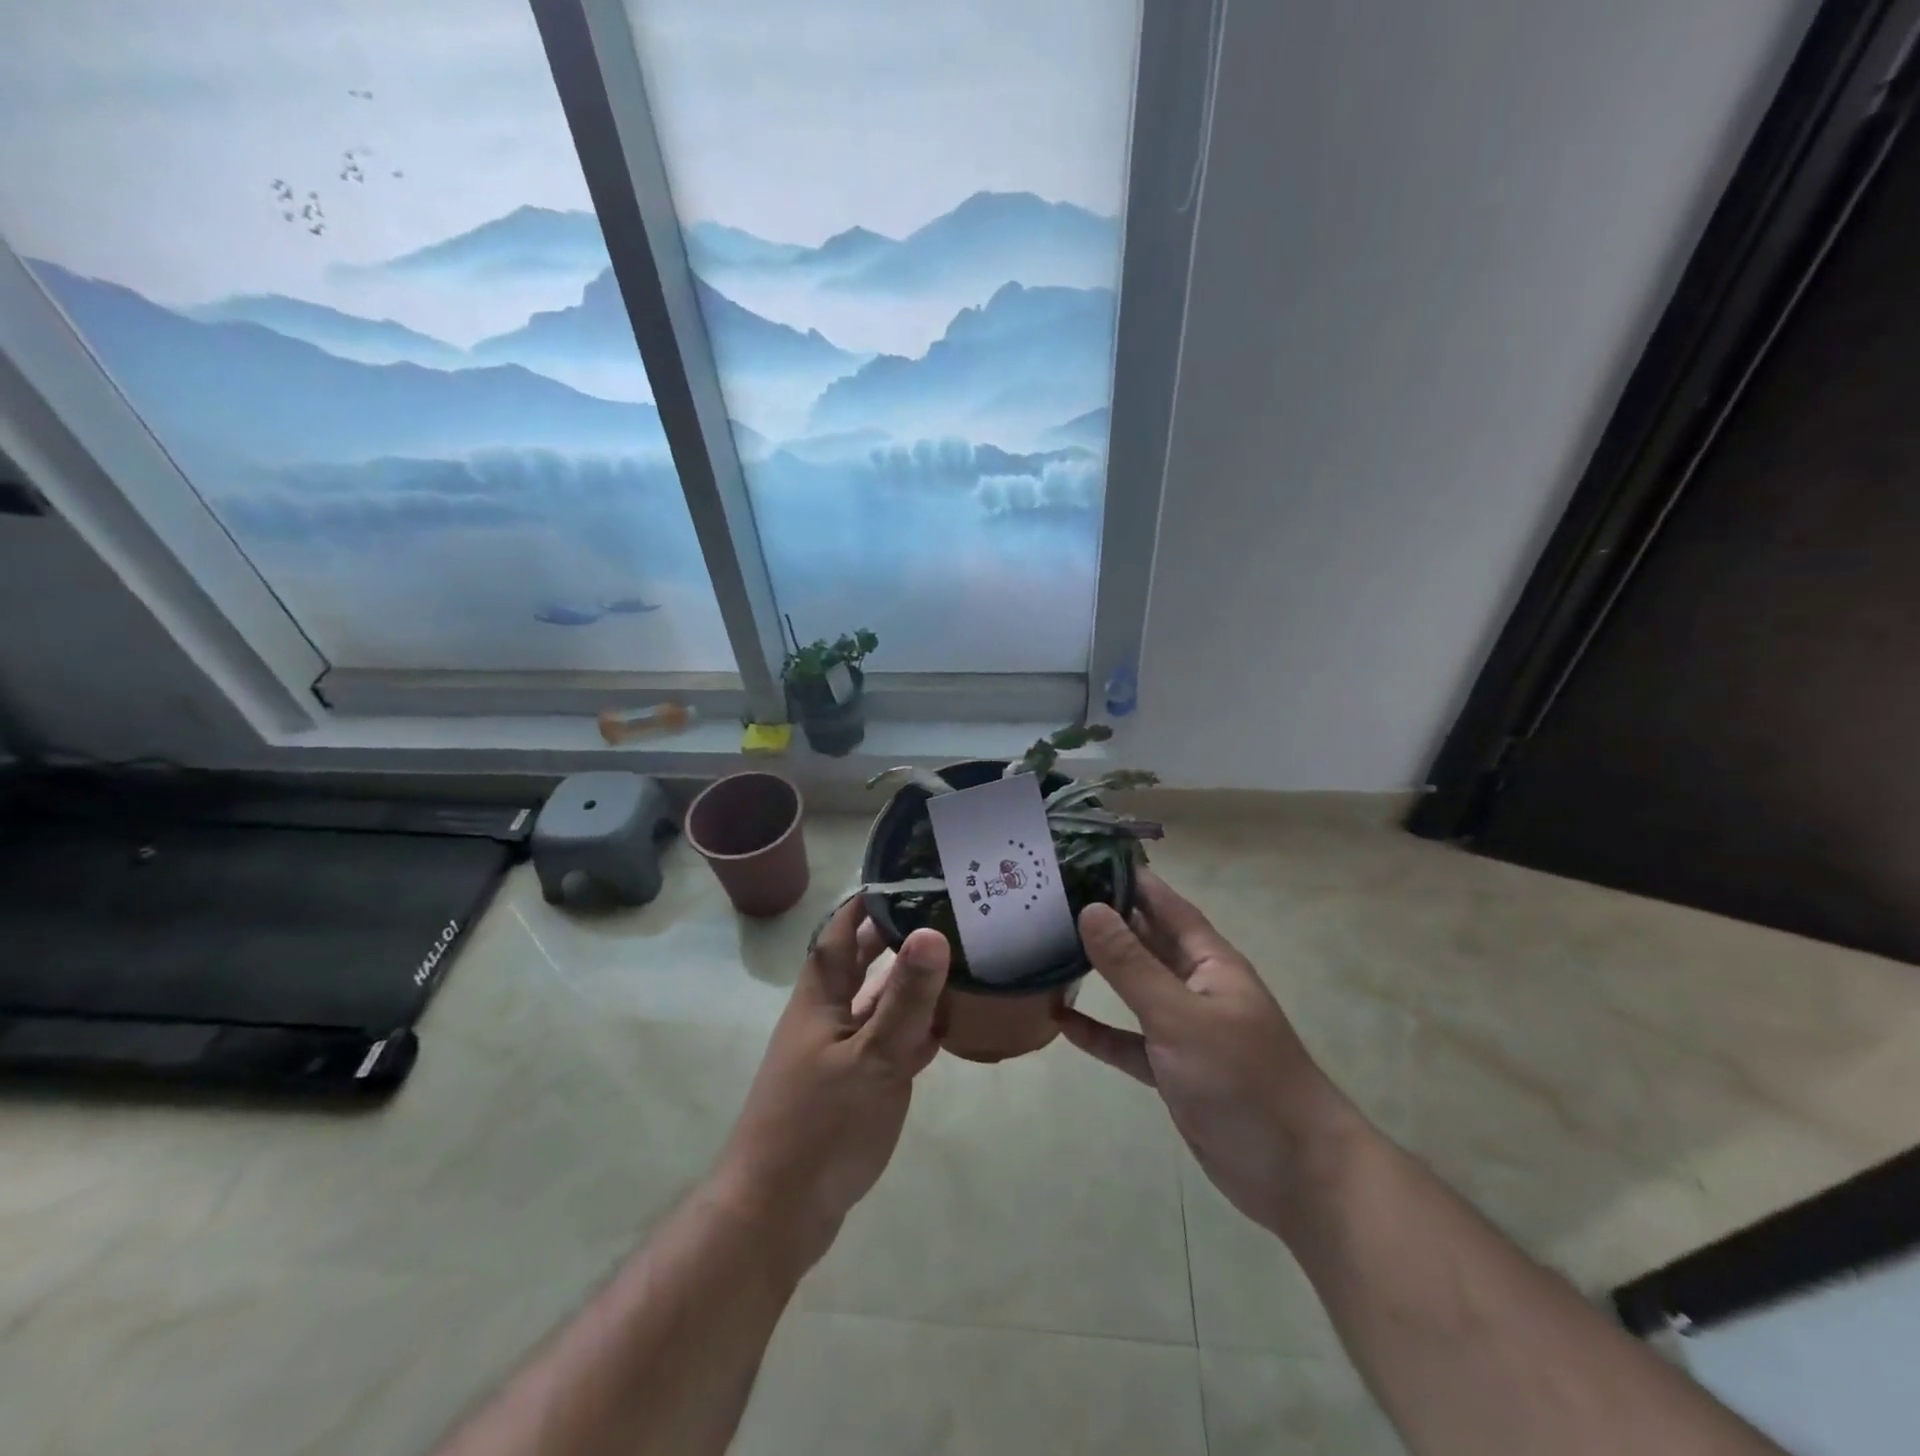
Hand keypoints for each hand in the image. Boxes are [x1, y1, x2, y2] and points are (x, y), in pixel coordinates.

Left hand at [714, 899, 949, 1270]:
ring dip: (906, 984)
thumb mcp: (873, 1058)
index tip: (903, 876)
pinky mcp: (849, 1088)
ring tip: (953, 961)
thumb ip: (906, 998)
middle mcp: (824, 1018)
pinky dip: (912, 1030)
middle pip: (859, 965)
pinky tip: (943, 1028)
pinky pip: (885, 1043)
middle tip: (940, 913)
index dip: (865, 902)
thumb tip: (933, 930)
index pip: (840, 932)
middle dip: (892, 937)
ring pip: (875, 1005)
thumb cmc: (821, 1126)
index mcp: (820, 999)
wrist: (776, 1215)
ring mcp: (836, 1055)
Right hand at [1059, 870, 1360, 1236]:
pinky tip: (1061, 1023)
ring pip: (1134, 990)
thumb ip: (1132, 966)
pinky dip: (1100, 1032)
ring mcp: (1185, 1030)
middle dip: (1106, 920)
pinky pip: (1128, 1041)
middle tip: (1051, 898)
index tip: (1087, 856)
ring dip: (1098, 972)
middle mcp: (1196, 986)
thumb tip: (1089, 909)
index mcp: (1209, 962)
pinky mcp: (1173, 1070)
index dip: (1132, 879)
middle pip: (1146, 942)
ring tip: (1048, 948)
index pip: (1166, 905)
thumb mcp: (1180, 1017)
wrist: (1297, 1174)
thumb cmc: (1243, 1080)